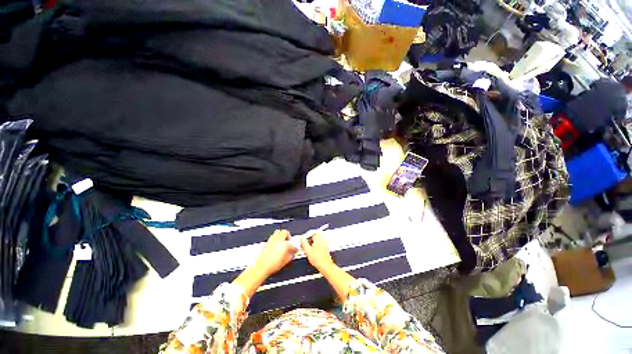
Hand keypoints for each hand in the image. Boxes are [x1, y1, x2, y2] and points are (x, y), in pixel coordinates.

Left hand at [254, 230, 297, 276]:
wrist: (261, 267)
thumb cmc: (272, 265)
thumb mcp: (285, 262)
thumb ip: (290, 256)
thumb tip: (291, 254)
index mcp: (284, 244)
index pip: (292, 244)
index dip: (295, 248)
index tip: (295, 250)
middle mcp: (278, 240)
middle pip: (285, 232)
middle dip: (288, 236)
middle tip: (289, 240)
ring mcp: (271, 240)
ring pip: (278, 232)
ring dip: (281, 235)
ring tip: (282, 241)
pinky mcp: (266, 243)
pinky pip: (272, 237)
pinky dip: (275, 239)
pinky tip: (275, 245)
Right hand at [301, 233, 334, 271]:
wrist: (325, 266)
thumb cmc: (318, 259)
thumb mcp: (308, 251)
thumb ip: (304, 244)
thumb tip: (302, 239)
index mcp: (318, 239)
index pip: (313, 233)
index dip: (308, 235)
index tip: (304, 239)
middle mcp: (322, 240)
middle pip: (315, 236)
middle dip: (310, 239)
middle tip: (305, 244)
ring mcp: (324, 244)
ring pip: (317, 241)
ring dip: (312, 243)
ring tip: (308, 249)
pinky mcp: (325, 249)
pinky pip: (319, 245)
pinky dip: (315, 247)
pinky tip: (313, 252)